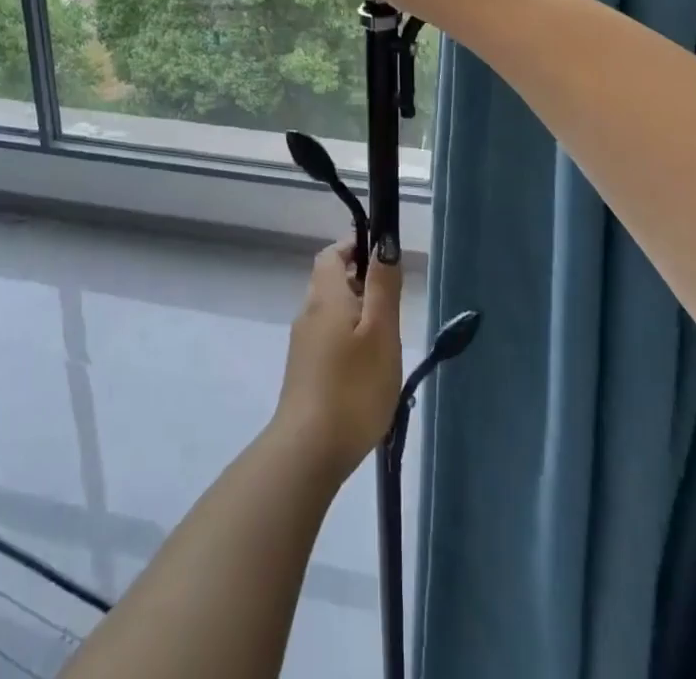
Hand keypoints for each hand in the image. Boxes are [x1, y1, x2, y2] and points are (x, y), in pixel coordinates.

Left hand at [271, 242, 402, 480]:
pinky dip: (348, 341)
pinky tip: (368, 371)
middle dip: (362, 285)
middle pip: (331, 282)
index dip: (355, 248)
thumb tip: (383, 244)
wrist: (308, 451)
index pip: (332, 253)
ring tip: (386, 343)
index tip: (382, 261)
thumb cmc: (353, 387)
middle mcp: (308, 312)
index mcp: (325, 295)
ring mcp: (303, 344)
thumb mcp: (380, 332)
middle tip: (392, 310)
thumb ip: (383, 287)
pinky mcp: (304, 372)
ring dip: (357, 316)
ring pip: (331, 313)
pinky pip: (328, 339)